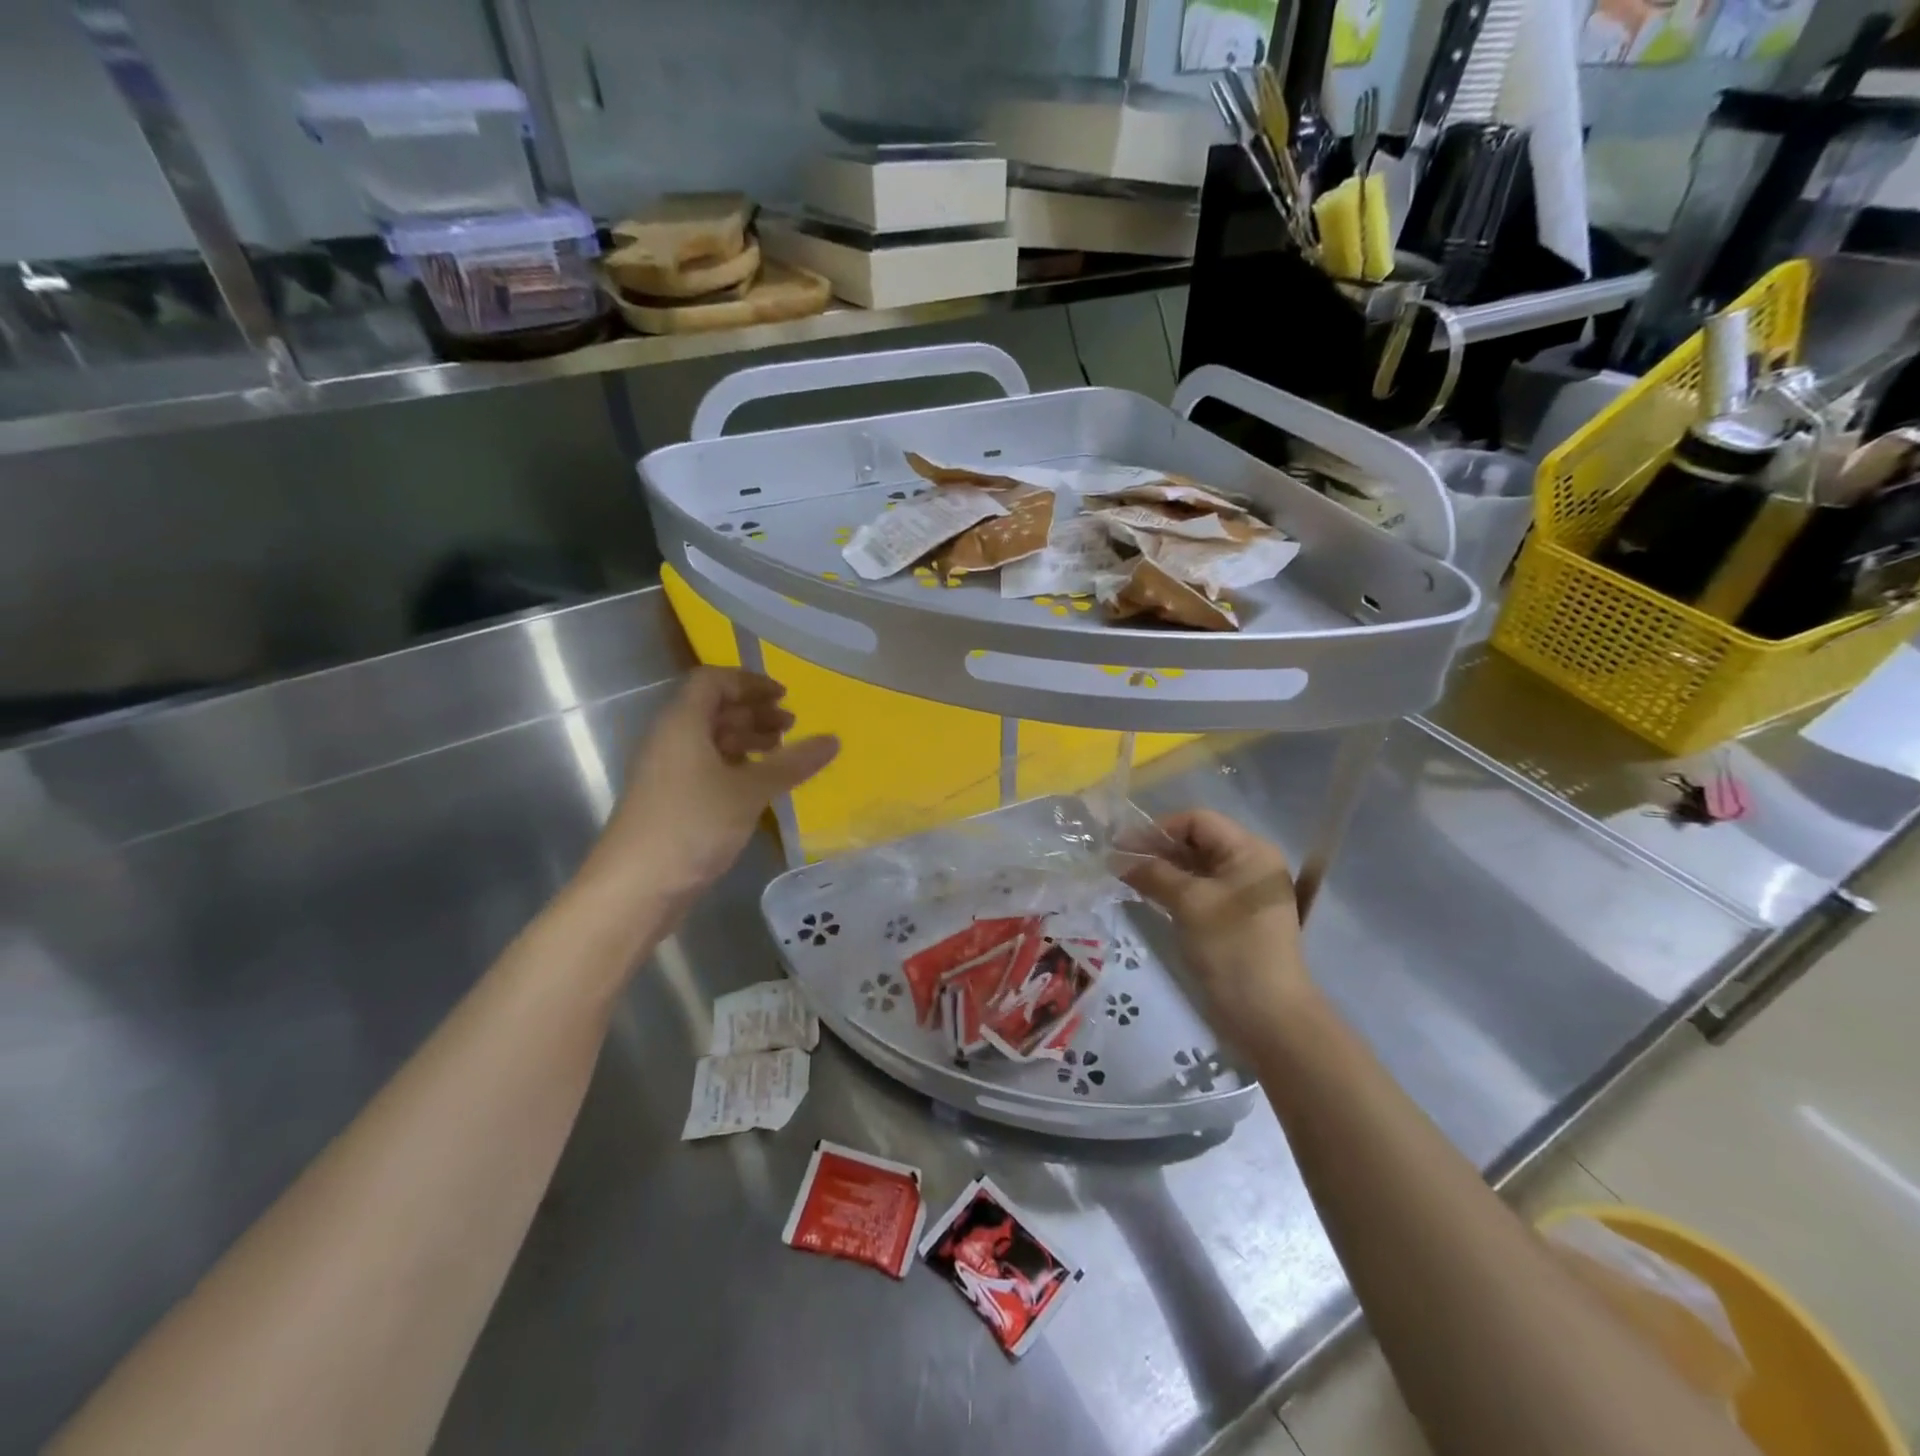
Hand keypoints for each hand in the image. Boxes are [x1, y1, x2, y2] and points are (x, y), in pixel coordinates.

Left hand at [589, 669, 838, 898]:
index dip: (749, 682)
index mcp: (682, 723)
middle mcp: (671, 739)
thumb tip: (833, 740)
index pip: (713, 681)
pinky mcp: (671, 801)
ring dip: (747, 739)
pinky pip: (707, 767)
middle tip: (791, 726)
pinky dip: (736, 767)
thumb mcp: (749, 791)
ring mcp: (668, 772)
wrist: (634, 888)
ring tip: (781, 753)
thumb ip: (792, 763)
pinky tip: (759, 786)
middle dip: (754, 712)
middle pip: (713, 709)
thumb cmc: (692, 826)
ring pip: (711, 740)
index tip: (785, 696)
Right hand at [1118, 809, 1308, 1055]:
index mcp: (1250, 851)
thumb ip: (1152, 873)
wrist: (1267, 1014)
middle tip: (1116, 860)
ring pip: (1195, 867)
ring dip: (1161, 869)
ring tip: (1124, 876)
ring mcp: (1242, 892)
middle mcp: (1249, 864)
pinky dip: (1173, 888)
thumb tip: (1116, 858)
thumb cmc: (1231, 947)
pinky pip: (1199, 889)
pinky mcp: (1233, 916)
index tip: (1122, 844)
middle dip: (1156, 848)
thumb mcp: (1189, 903)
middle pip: (1196, 841)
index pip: (1197, 821)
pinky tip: (1145, 893)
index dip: (1159, 828)